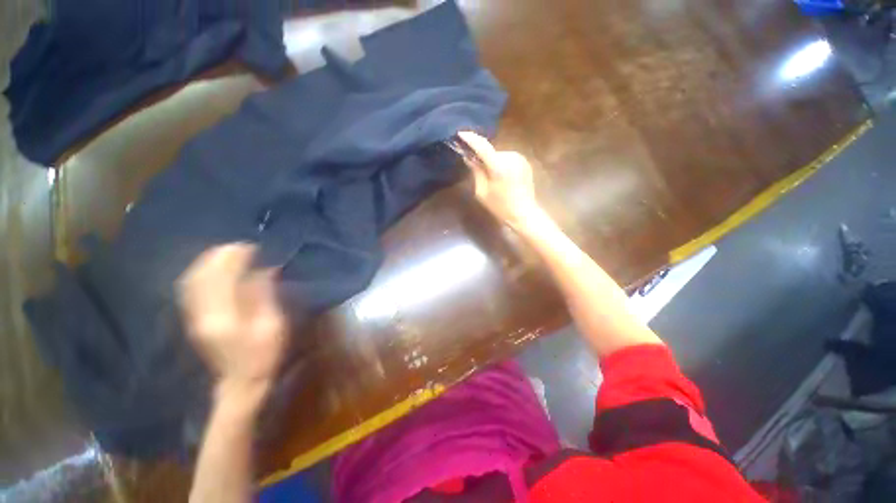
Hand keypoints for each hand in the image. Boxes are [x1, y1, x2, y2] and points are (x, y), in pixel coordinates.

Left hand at [178, 244, 286, 404]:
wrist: (238, 381)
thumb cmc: (262, 355)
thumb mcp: (272, 325)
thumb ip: (264, 295)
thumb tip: (265, 269)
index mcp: (223, 315)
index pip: (221, 276)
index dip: (234, 257)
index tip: (252, 246)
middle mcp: (201, 312)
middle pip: (202, 275)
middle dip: (220, 255)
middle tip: (241, 246)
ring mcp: (193, 316)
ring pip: (193, 279)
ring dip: (209, 261)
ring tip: (228, 252)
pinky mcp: (193, 318)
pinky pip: (191, 288)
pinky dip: (201, 272)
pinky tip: (213, 268)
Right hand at [458, 131, 543, 231]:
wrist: (524, 213)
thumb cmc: (500, 207)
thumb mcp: (482, 192)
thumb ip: (476, 172)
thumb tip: (469, 157)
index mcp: (498, 166)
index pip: (482, 146)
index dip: (471, 139)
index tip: (461, 133)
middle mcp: (510, 157)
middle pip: (491, 152)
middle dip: (482, 156)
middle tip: (475, 165)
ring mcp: (520, 158)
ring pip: (499, 155)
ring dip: (493, 161)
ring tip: (492, 177)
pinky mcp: (525, 161)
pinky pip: (507, 158)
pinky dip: (501, 163)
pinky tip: (502, 177)